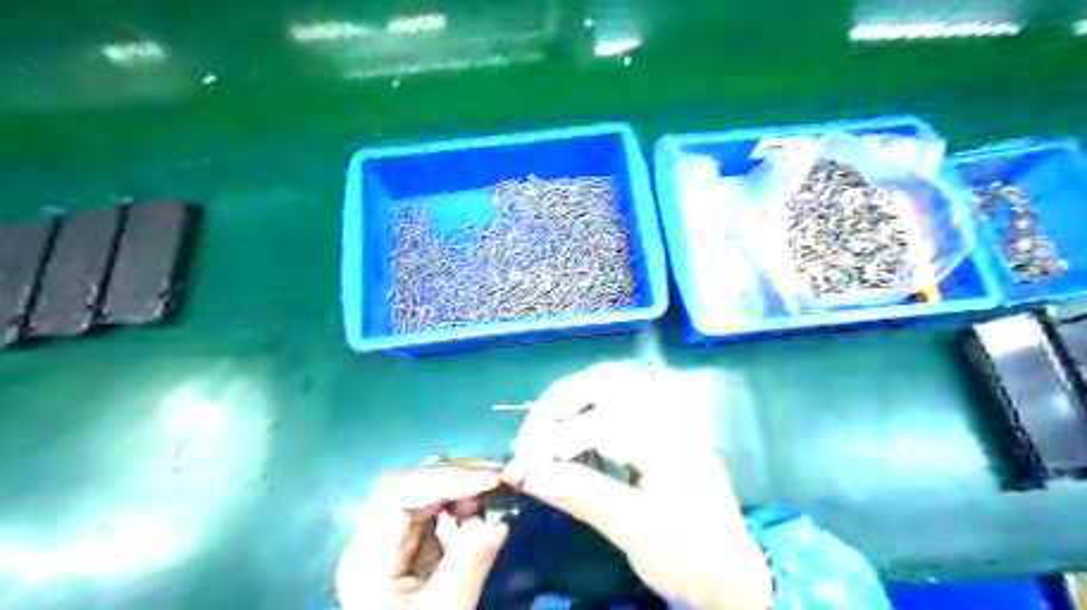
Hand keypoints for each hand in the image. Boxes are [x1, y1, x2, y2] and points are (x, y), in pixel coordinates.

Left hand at [339, 463, 510, 609]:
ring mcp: (389, 539)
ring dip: (460, 483)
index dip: (445, 478)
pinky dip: (459, 499)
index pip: (397, 493)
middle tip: (501, 477)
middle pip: (409, 485)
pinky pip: (432, 507)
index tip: (492, 479)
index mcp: (368, 557)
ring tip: (494, 490)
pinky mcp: (408, 544)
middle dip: (456, 476)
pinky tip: (478, 504)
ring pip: (421, 490)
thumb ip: (469, 563)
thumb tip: (499, 518)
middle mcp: (373, 538)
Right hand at [503, 362, 766, 608]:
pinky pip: (618, 399)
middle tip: (528, 435)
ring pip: (612, 383)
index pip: (600, 422)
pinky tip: (571, 429)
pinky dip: (586, 406)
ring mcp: (667, 417)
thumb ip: (584, 496)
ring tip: (542, 429)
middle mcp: (670, 416)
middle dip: (559, 402)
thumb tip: (529, 474)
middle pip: (607, 381)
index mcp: (670, 441)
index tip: (520, 468)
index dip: (553, 441)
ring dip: (571, 398)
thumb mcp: (638, 534)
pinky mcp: (661, 427)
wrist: (735, 576)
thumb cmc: (693, 558)